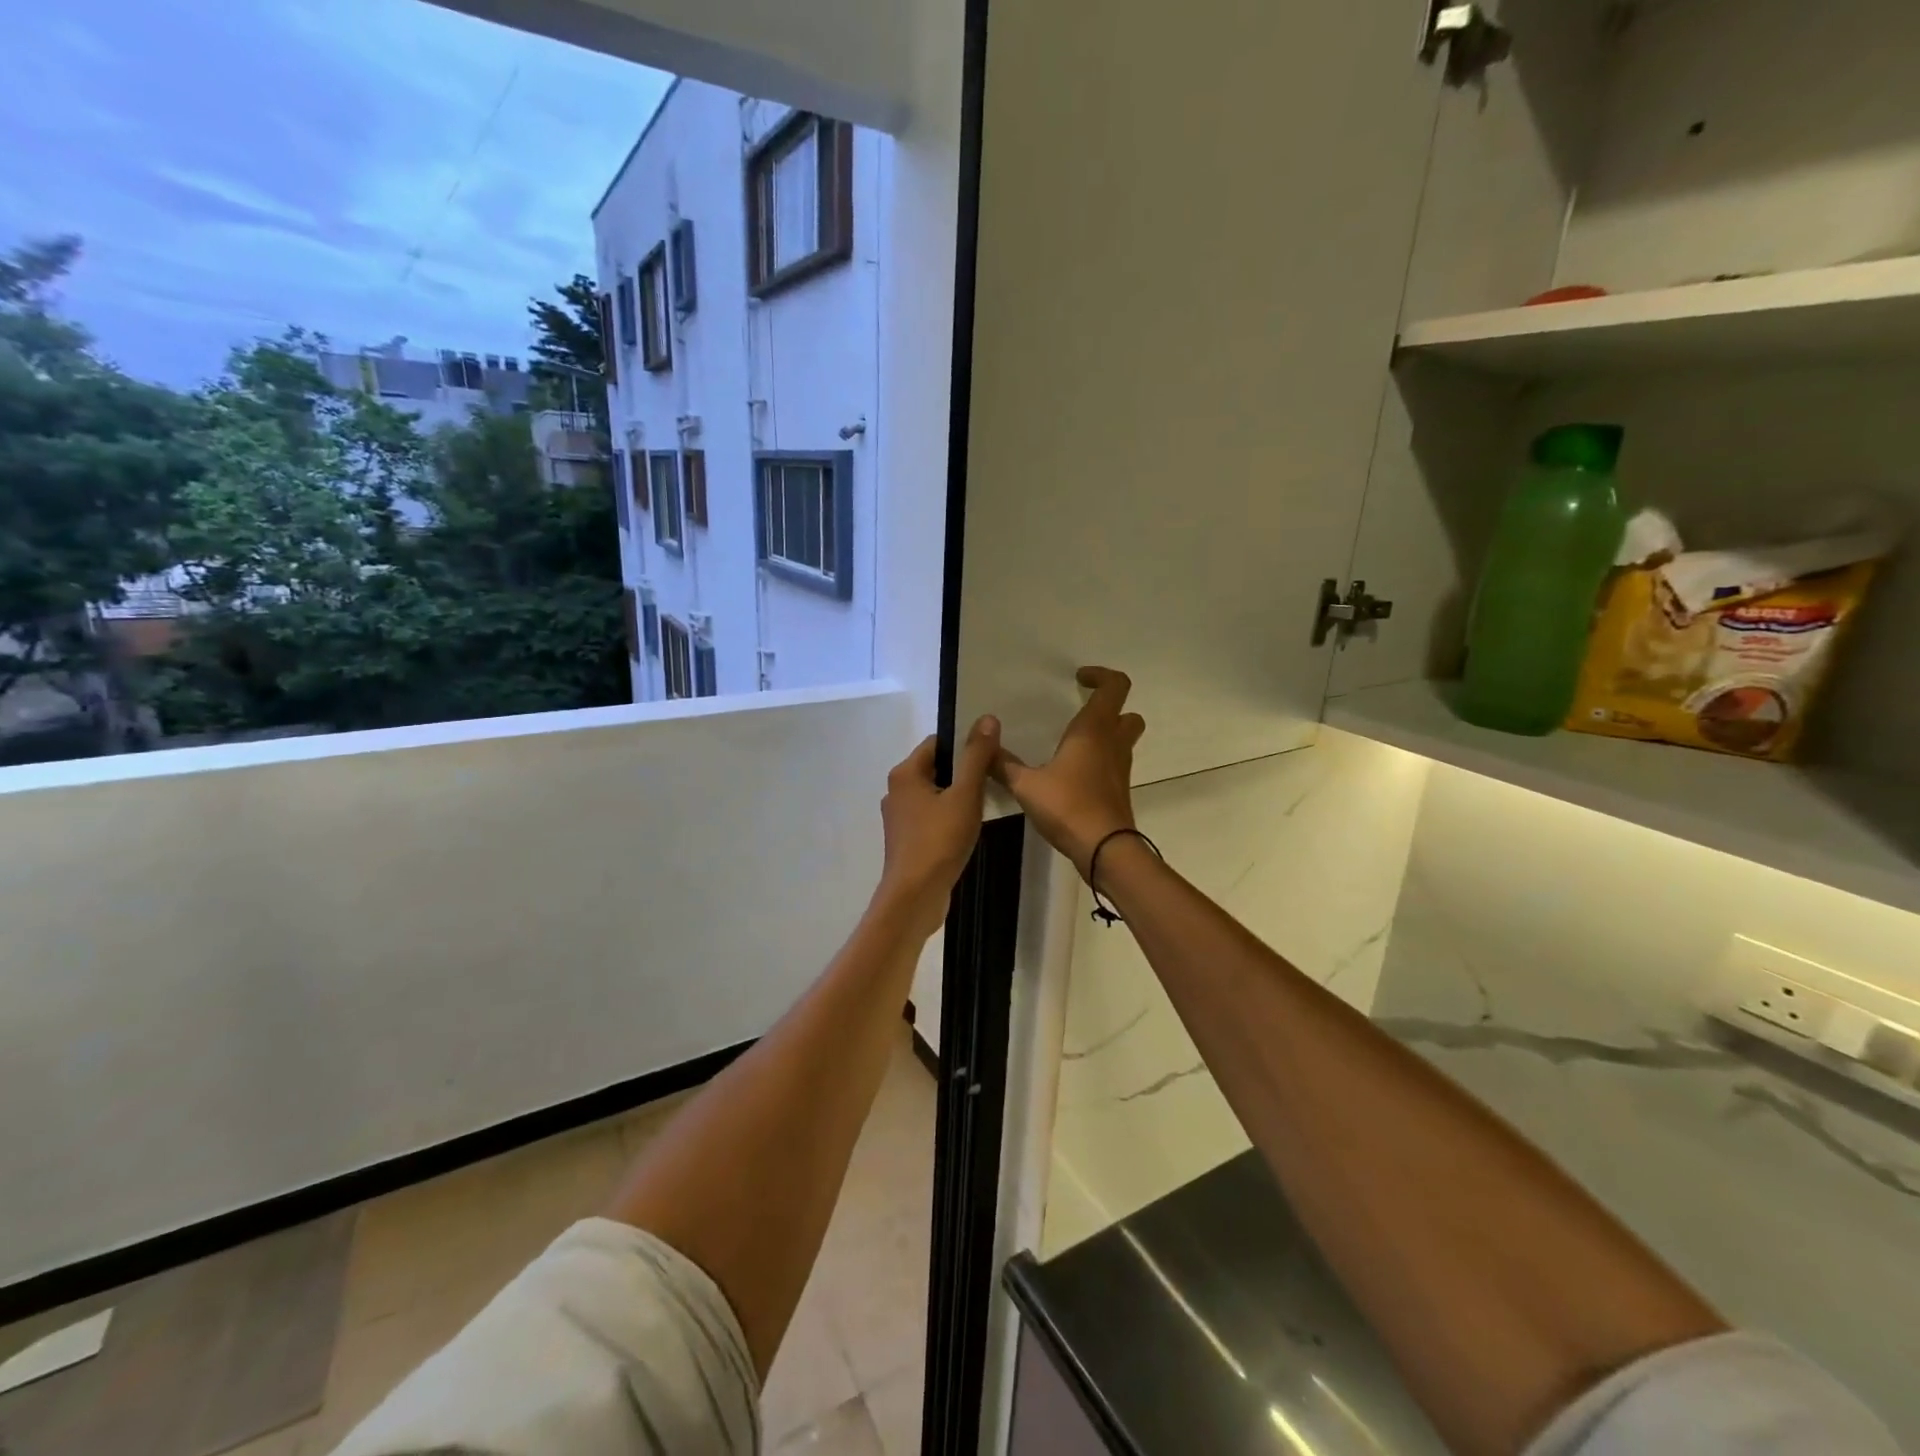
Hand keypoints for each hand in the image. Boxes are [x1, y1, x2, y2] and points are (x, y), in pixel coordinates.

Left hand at [876, 716, 999, 935]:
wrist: (915, 896)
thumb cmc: (939, 841)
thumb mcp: (965, 795)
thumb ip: (976, 756)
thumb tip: (987, 718)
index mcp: (905, 773)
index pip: (937, 743)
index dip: (965, 746)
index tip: (991, 756)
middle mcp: (896, 791)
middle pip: (936, 768)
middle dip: (964, 773)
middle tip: (993, 780)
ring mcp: (899, 818)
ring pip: (935, 794)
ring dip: (958, 797)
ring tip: (985, 805)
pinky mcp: (906, 840)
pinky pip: (932, 817)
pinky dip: (949, 818)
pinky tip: (968, 830)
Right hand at [994, 666, 1143, 877]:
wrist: (1104, 849)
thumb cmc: (1067, 806)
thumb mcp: (1026, 785)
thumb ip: (1004, 766)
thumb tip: (983, 749)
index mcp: (1093, 730)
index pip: (1114, 686)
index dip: (1101, 676)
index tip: (1080, 679)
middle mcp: (1112, 744)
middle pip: (1127, 714)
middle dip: (1109, 708)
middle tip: (1081, 711)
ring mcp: (1120, 769)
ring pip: (1123, 740)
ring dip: (1106, 735)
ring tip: (1073, 743)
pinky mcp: (1119, 791)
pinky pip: (1114, 764)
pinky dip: (1100, 761)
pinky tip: (1074, 773)